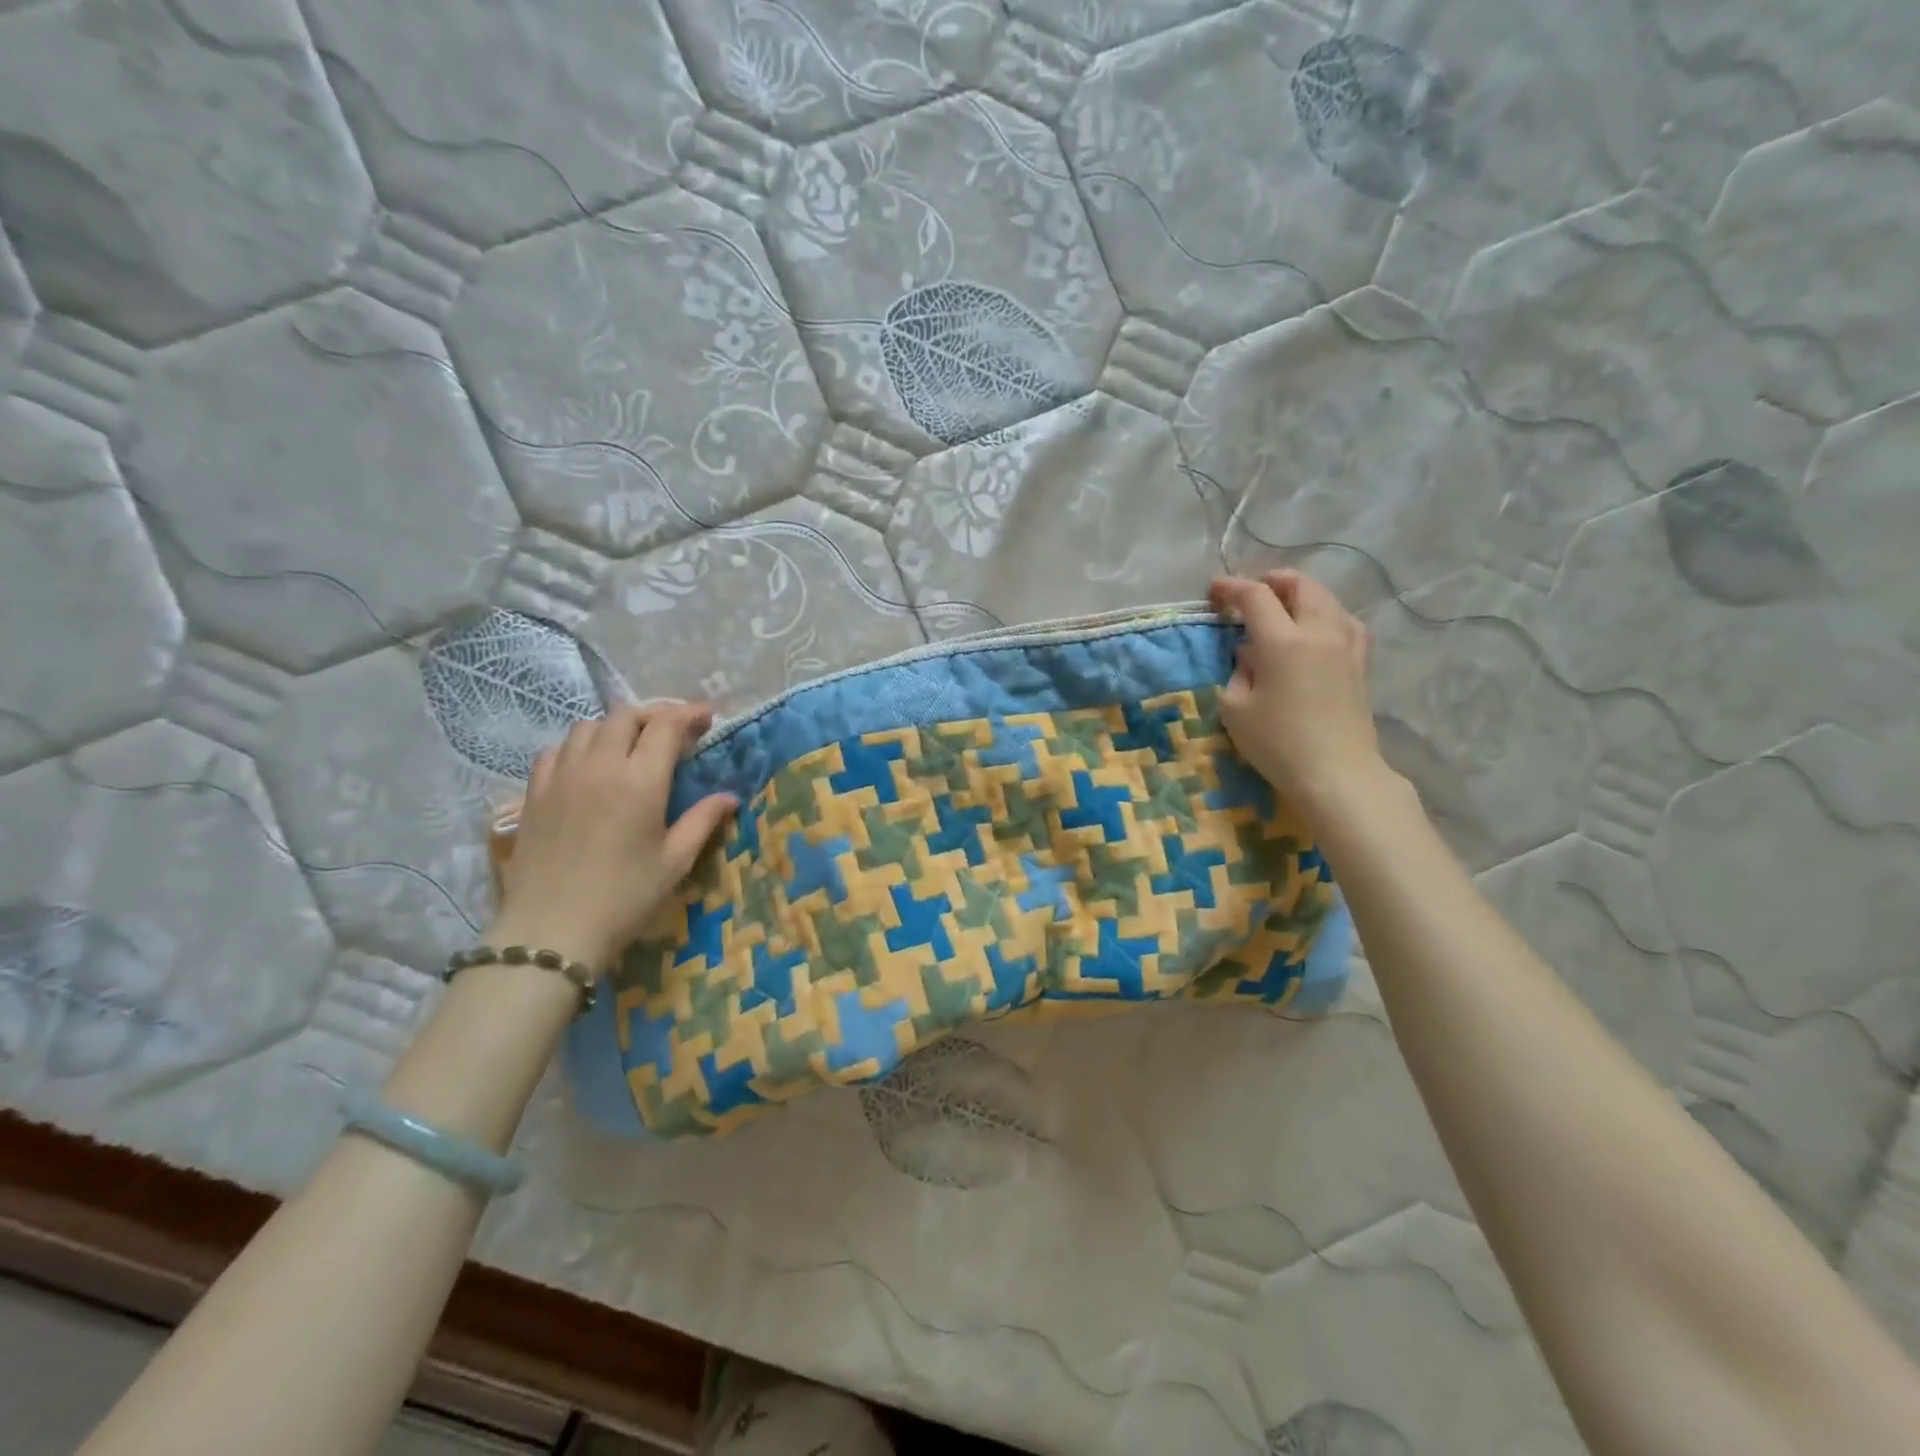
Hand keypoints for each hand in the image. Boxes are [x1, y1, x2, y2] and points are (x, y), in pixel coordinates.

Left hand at [490, 703, 736, 971]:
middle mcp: (599, 766)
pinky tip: (588, 765)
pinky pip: (556, 750)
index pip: (666, 726)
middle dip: (655, 714)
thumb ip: (702, 821)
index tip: (706, 717)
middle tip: (674, 729)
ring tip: (631, 744)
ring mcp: (561, 776)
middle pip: (626, 716)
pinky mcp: (534, 793)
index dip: (689, 714)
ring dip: (616, 726)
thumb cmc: (625, 898)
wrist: (551, 931)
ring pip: (588, 726)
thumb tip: (729, 797)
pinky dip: (578, 746)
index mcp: (640, 781)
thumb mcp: (675, 861)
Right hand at [1208, 571, 1388, 811]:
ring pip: (1327, 599)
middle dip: (1273, 580)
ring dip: (1302, 594)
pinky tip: (1318, 628)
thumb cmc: (1278, 743)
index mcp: (1282, 641)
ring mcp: (1346, 645)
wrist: (1337, 773)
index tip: (1214, 591)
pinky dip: (1326, 614)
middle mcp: (1318, 632)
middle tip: (1252, 591)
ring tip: (1284, 605)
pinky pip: (1345, 622)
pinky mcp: (1361, 663)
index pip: (1255, 597)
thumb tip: (1251, 656)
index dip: (1231, 588)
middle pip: (1300, 586)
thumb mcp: (1236, 709)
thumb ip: (1238, 673)